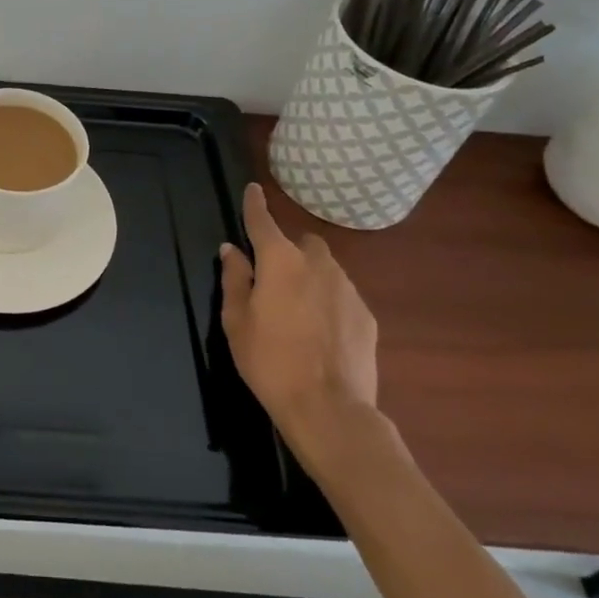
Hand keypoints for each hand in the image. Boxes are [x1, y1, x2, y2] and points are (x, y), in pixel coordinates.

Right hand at [220, 182, 380, 474]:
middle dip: (289, 250)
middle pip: (303, 243)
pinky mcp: (366, 316)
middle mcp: (317, 264)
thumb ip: (235, 279)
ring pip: (326, 268)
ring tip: (298, 310)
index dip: (255, 204)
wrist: (329, 408)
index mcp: (280, 261)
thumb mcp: (236, 320)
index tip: (253, 189)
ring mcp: (347, 289)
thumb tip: (232, 250)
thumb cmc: (269, 361)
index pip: (263, 221)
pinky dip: (329, 302)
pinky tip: (320, 332)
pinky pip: (342, 296)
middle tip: (274, 278)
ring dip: (311, 277)